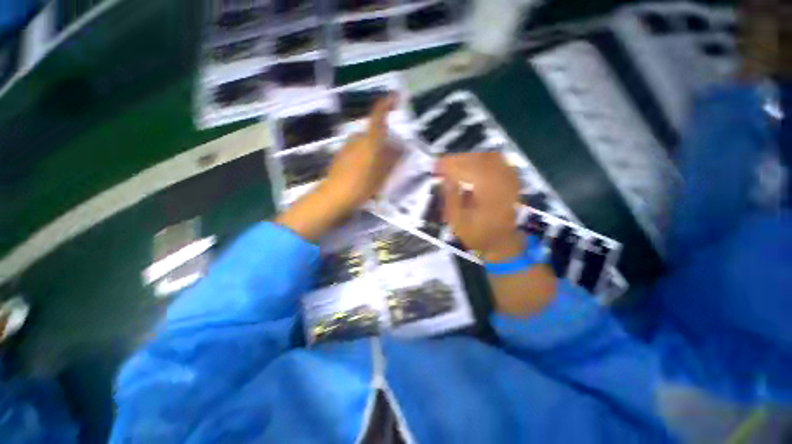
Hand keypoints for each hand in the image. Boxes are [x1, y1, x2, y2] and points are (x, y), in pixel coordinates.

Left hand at [319, 94, 401, 213]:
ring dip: (372, 151)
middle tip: (390, 157)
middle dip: (382, 141)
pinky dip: (363, 158)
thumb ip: (392, 158)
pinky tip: (364, 174)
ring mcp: (346, 147)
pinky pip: (356, 152)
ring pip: (364, 144)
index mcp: (370, 140)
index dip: (386, 104)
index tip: (395, 97)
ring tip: (377, 170)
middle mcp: (356, 139)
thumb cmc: (363, 184)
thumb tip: (400, 147)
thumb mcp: (383, 174)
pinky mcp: (339, 157)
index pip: (378, 115)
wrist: (336, 196)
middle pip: (372, 134)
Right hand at [436, 152, 524, 261]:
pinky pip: (498, 161)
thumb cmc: (478, 234)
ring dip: (469, 157)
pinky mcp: (512, 180)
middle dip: (457, 159)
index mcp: (488, 193)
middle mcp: (501, 181)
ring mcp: (510, 179)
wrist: (504, 242)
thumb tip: (445, 178)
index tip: (435, 167)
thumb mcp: (458, 222)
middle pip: (478, 159)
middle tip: (442, 164)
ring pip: (488, 157)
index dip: (449, 165)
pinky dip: (482, 160)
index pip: (467, 169)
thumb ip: (451, 198)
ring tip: (454, 164)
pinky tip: (472, 165)